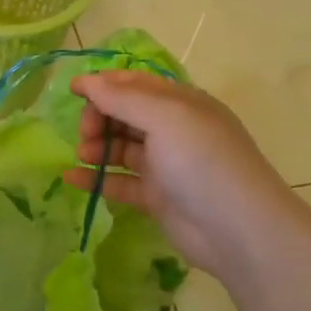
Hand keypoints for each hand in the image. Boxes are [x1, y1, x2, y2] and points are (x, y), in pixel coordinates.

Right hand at [63, 71, 299, 279]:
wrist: (238, 229)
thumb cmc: (201, 161)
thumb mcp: (164, 118)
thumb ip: (122, 98)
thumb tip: (85, 80)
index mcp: (180, 103)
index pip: (135, 84)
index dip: (104, 84)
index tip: (73, 92)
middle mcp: (173, 129)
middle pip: (125, 114)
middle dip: (99, 117)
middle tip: (85, 133)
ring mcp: (165, 164)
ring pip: (121, 147)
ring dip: (96, 147)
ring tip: (82, 156)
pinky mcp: (157, 197)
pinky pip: (120, 181)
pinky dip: (97, 178)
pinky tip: (72, 179)